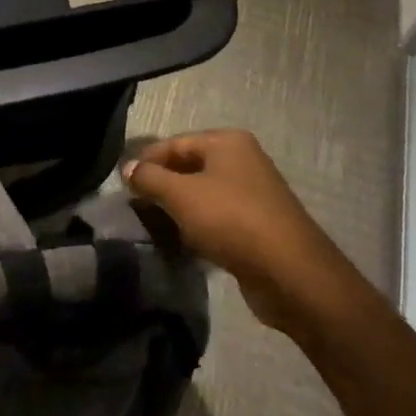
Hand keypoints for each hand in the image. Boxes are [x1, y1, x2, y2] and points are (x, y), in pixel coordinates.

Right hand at [123, 130, 333, 333]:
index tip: (123, 185)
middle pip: (189, 166)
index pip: (175, 143)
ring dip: (180, 209)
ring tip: (155, 226)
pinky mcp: (259, 225)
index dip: (146, 161)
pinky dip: (199, 227)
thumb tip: (127, 168)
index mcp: (227, 142)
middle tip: (135, 206)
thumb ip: (150, 178)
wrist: (292, 274)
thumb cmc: (232, 221)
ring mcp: (254, 193)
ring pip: (204, 194)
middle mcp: (243, 160)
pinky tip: (184, 243)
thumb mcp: (181, 196)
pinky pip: (219, 217)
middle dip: (162, 185)